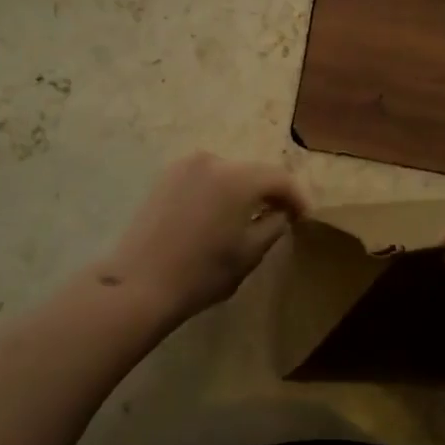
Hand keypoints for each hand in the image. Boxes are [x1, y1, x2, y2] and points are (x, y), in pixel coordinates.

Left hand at [99, 152, 311, 325]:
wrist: (139, 284)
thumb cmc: (202, 272)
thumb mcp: (251, 252)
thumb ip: (275, 224)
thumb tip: (281, 211)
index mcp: (238, 177)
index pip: (279, 178)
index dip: (297, 197)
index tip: (305, 217)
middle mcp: (213, 160)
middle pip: (253, 172)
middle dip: (269, 192)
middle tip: (281, 215)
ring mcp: (185, 166)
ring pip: (228, 174)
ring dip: (243, 191)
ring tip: (249, 216)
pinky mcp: (165, 177)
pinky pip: (204, 178)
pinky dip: (218, 191)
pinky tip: (219, 215)